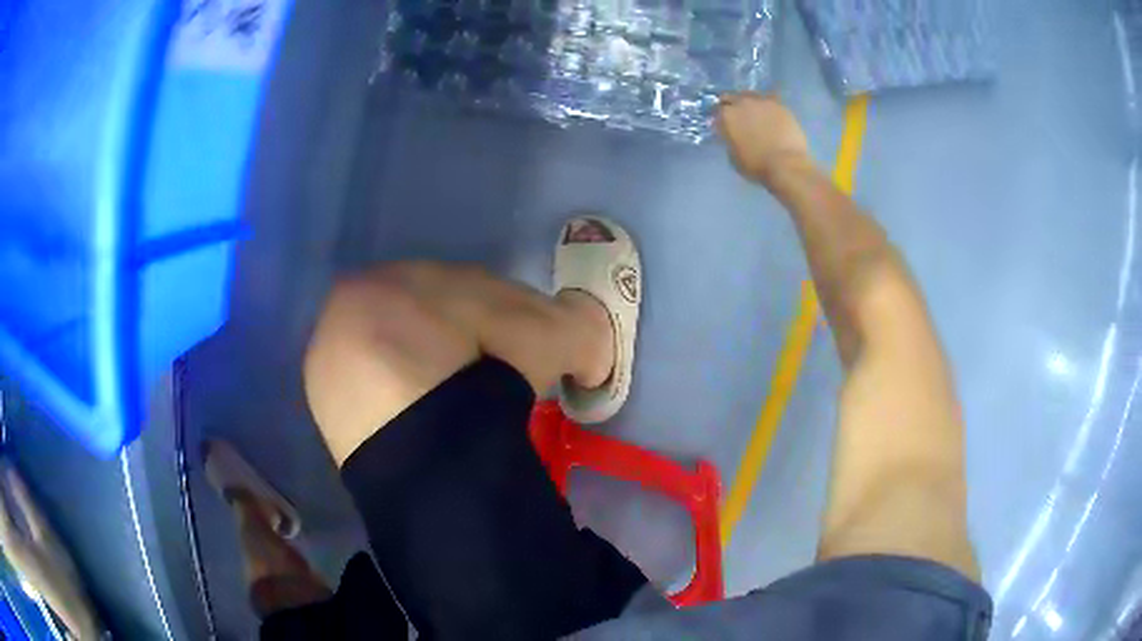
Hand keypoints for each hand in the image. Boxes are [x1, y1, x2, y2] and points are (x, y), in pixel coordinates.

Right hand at [716, 93, 813, 185]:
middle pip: (732, 97)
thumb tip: (732, 134)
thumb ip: (730, 139)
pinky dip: (767, 107)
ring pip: (751, 96)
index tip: (723, 124)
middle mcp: (742, 102)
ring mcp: (762, 101)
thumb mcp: (733, 155)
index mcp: (726, 115)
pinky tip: (771, 115)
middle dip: (733, 106)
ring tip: (756, 114)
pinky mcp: (780, 105)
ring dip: (750, 103)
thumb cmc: (756, 166)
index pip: (717, 110)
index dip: (719, 118)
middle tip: (738, 117)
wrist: (786, 165)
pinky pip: (769, 101)